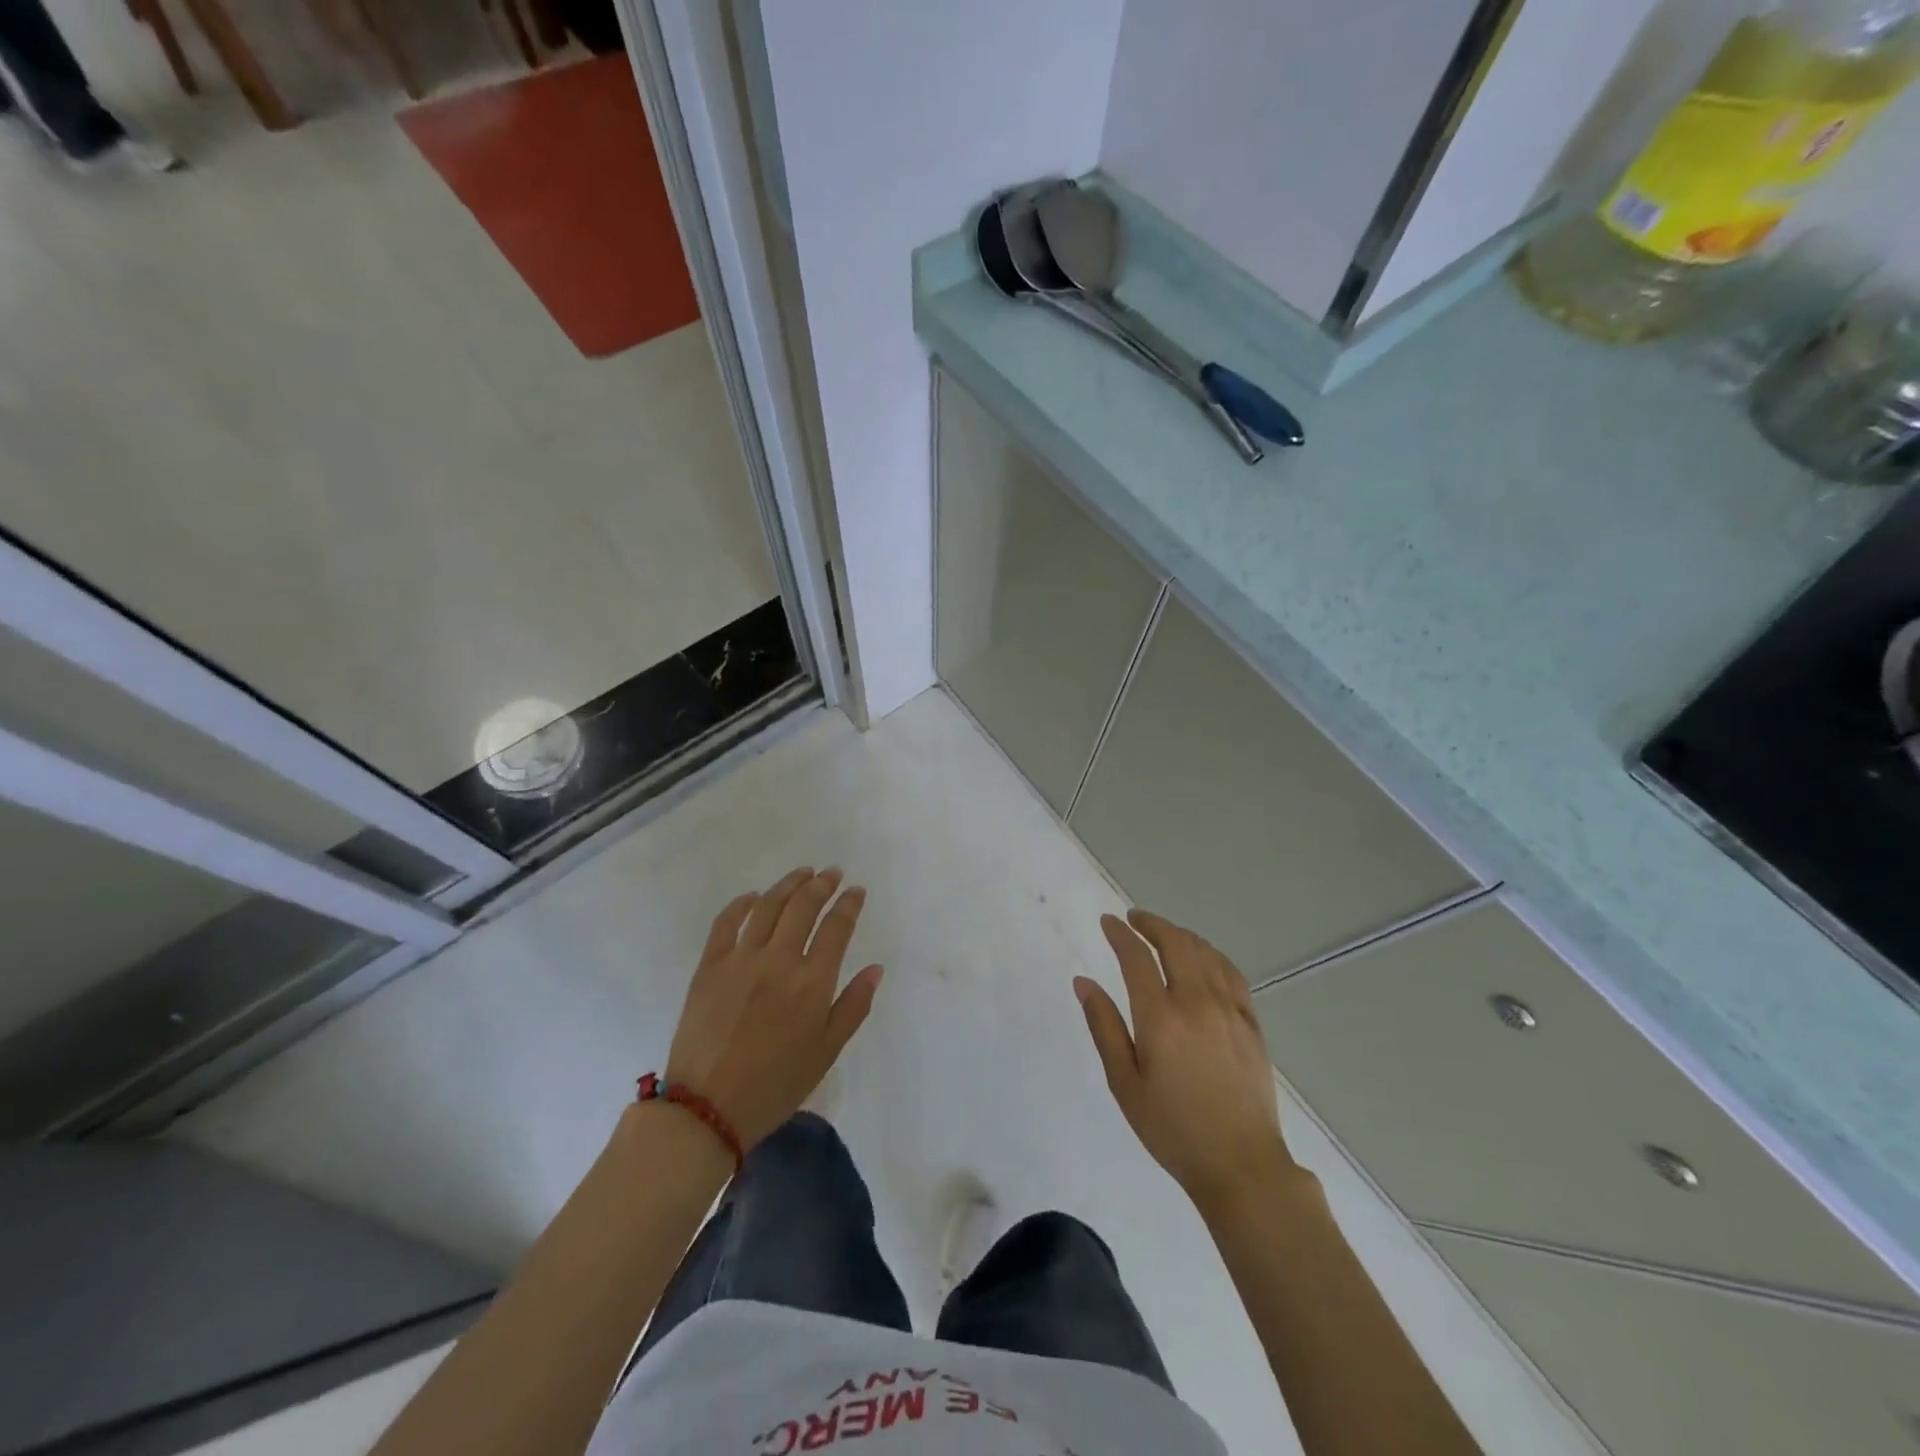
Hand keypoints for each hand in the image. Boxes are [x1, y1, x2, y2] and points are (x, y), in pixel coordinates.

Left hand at [666, 867, 882, 1149]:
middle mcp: (778, 961)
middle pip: (803, 907)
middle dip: (822, 885)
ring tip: (802, 873)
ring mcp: (741, 959)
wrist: (707, 1109)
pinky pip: (726, 922)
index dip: (849, 904)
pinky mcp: (710, 966)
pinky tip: (754, 896)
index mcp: (812, 983)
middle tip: (832, 873)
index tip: (856, 891)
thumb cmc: (775, 1085)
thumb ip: (854, 1006)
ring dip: (788, 884)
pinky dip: (742, 903)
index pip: (836, 928)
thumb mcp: (826, 1052)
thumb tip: (875, 968)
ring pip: (768, 906)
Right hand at [1076, 910, 1292, 1216]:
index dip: (1120, 934)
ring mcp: (1229, 1010)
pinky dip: (1212, 954)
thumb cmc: (1172, 1129)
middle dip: (1152, 924)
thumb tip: (1084, 982)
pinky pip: (1232, 973)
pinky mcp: (1251, 1023)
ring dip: (1181, 935)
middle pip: (1175, 943)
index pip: (1137, 958)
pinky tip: (1203, 958)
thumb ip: (1104, 1027)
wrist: (1241, 1165)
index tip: (1108, 921)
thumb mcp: (1124, 1083)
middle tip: (1134, 919)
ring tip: (1163, 933)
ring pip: (1205, 952)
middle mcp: (1197, 1003)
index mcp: (1160, 1018)